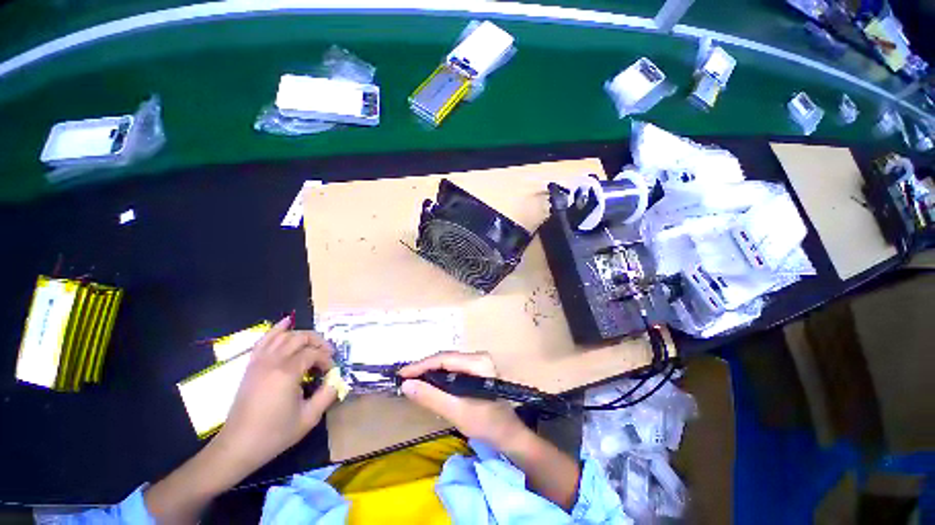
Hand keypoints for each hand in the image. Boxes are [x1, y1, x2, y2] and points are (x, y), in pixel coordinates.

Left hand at [213, 316, 337, 475]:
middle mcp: (272, 361)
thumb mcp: (309, 418)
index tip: (331, 372)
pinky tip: (287, 322)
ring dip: (302, 335)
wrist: (238, 446)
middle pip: (300, 338)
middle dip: (318, 342)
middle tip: (327, 354)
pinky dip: (277, 329)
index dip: (327, 360)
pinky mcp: (251, 365)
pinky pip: (264, 340)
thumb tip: (336, 378)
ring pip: (284, 335)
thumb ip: (328, 394)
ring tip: (313, 345)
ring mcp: (259, 362)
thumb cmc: (274, 434)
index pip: (314, 354)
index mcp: (287, 373)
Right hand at [398, 352, 527, 449]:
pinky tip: (430, 385)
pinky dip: (439, 377)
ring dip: (430, 372)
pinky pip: (453, 370)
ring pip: (448, 364)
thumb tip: (406, 384)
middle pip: (445, 359)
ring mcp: (478, 363)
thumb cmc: (487, 424)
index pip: (444, 358)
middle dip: (424, 368)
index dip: (421, 365)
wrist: (509, 435)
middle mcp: (478, 356)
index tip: (401, 374)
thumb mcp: (457, 412)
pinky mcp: (476, 371)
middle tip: (404, 379)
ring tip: (412, 381)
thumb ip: (431, 397)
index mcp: (478, 362)